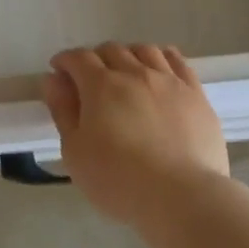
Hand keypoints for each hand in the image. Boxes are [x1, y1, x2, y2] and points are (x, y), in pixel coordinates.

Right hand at [42, 43, 228, 227]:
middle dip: (95, 59)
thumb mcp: (75, 152)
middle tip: (90, 81)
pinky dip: (162, 58)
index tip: (59, 73)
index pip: (78, 58)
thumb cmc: (118, 180)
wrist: (182, 197)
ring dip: (128, 56)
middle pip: (111, 50)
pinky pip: (177, 61)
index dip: (65, 61)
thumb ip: (62, 111)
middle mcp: (135, 73)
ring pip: (144, 50)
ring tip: (125, 73)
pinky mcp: (195, 93)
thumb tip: (53, 79)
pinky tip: (158, 70)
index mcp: (101, 85)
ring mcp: (168, 80)